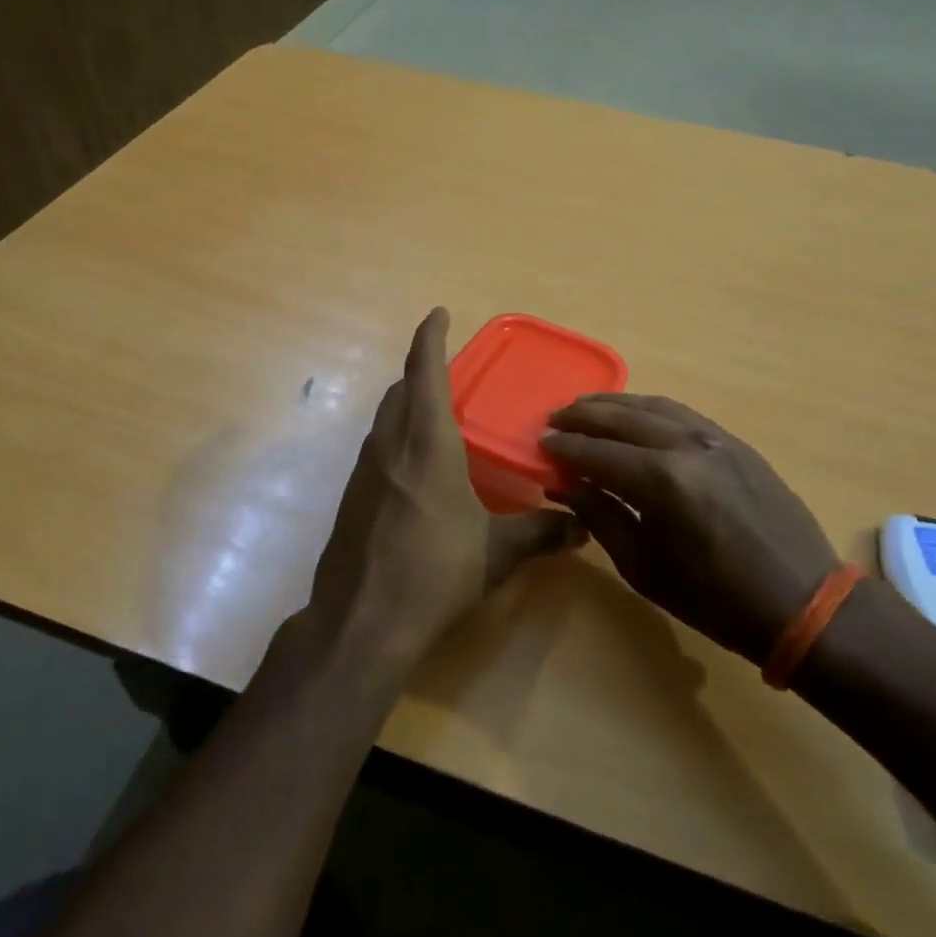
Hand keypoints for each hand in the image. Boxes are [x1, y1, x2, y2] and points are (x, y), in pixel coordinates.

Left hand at [304, 309, 583, 672]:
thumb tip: (582, 526)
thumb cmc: (434, 575)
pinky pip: (378, 449)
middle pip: (401, 391)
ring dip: (408, 404)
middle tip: (451, 371)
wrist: (361, 623)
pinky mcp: (353, 498)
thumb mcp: (496, 554)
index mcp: (425, 444)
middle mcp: (390, 446)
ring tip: (438, 415)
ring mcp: (364, 472)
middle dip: (422, 371)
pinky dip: (398, 438)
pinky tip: (418, 469)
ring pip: (385, 419)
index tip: (438, 313)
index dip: (430, 337)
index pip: (424, 372)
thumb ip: (541, 533)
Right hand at [543, 394, 840, 663]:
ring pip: (653, 406)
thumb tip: (565, 485)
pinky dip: (650, 409)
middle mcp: (686, 446)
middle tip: (554, 419)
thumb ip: (601, 516)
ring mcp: (715, 438)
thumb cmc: (713, 599)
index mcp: (661, 481)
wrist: (801, 603)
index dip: (564, 449)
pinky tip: (634, 415)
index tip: (540, 445)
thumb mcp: (643, 567)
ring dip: (614, 405)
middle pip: (622, 418)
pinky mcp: (735, 442)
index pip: (597, 453)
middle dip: (583, 416)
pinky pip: (682, 413)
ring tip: (586, 408)